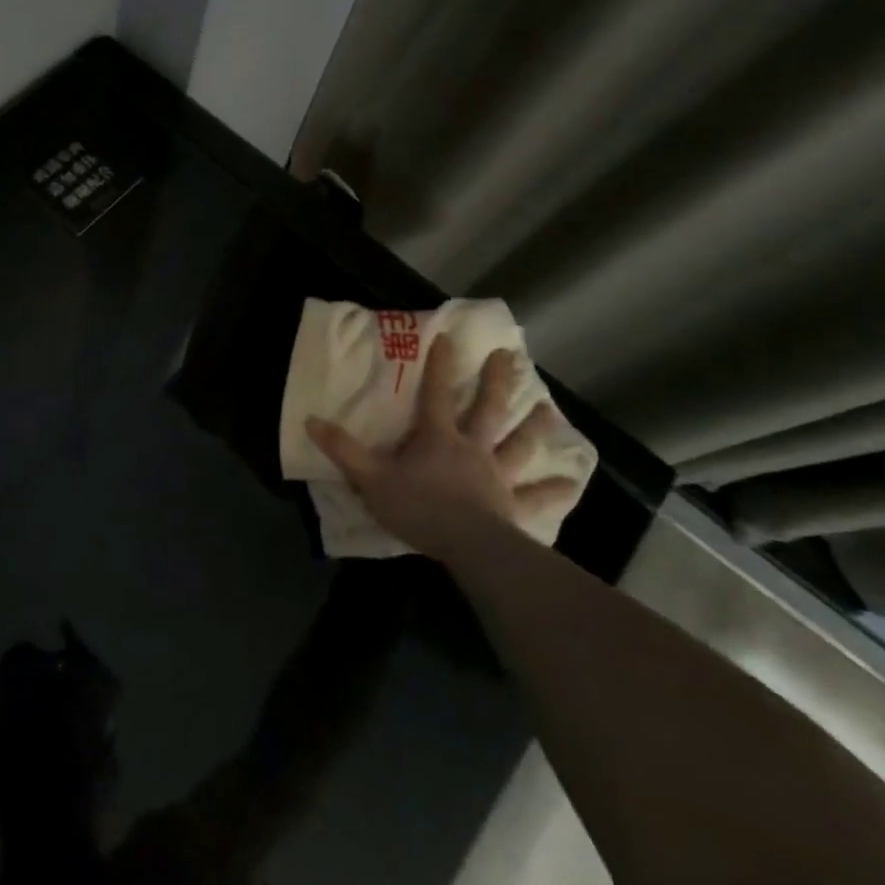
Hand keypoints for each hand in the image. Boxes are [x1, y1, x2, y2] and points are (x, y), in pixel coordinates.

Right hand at [305, 335, 574, 558]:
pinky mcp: (512, 505)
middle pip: (488, 410)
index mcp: (437, 438)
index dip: (440, 366)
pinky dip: (554, 489)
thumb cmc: (418, 507)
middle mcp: (472, 449)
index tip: (448, 337)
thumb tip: (310, 420)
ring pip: (518, 445)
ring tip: (548, 409)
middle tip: (510, 357)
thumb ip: (342, 450)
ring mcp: (496, 476)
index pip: (436, 395)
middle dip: (497, 382)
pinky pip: (536, 496)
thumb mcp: (370, 478)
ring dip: (534, 428)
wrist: (467, 546)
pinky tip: (573, 482)